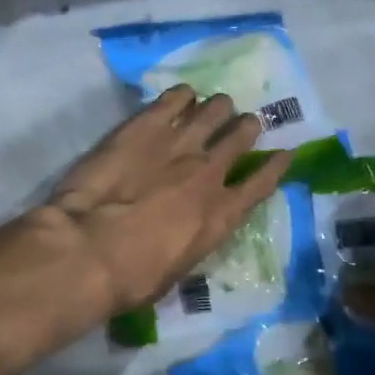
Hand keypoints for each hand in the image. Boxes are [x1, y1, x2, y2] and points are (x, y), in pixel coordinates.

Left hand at [34, 86, 288, 314]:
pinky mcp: (145, 125)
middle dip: (245, 128)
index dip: (276, 166)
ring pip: (215, 110)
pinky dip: (182, 96)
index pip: (261, 183)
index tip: (284, 154)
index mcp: (220, 215)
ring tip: (214, 108)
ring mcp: (179, 143)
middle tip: (241, 126)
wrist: (89, 248)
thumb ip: (190, 242)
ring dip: (218, 108)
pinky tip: (181, 97)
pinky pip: (175, 98)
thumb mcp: (175, 272)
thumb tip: (184, 232)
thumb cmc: (132, 278)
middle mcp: (209, 173)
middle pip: (241, 136)